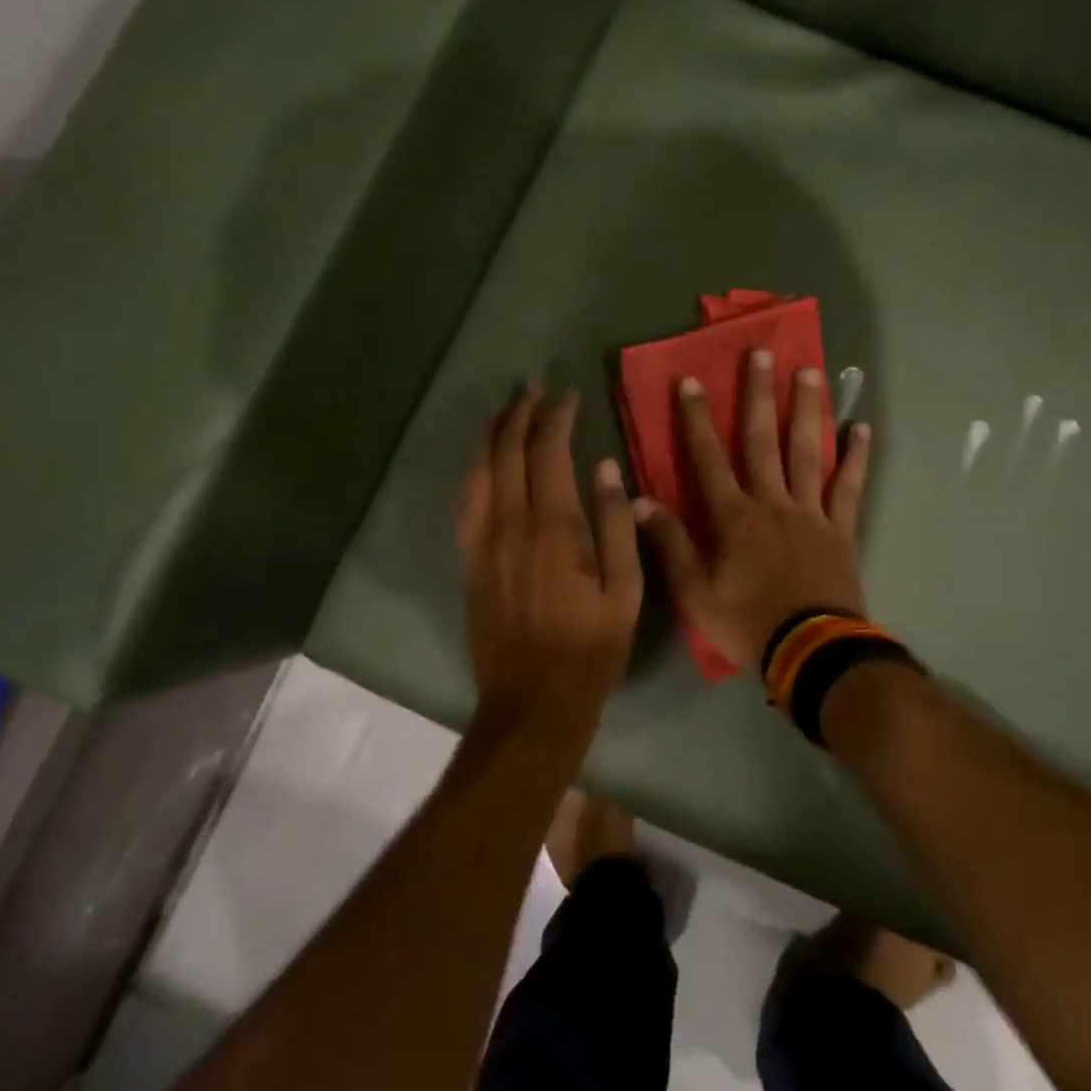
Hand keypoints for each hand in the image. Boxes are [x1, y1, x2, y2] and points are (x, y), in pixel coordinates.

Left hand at [456, 387, 643, 728]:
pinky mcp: (468, 562)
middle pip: (507, 452)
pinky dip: (474, 471)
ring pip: (479, 472)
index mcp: (553, 528)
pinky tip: (482, 462)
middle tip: (532, 387)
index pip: (549, 453)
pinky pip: (465, 502)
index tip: (569, 395)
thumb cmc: (591, 649)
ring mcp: (482, 543)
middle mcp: (510, 525)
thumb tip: (605, 468)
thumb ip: (617, 525)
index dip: (557, 417)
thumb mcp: (625, 591)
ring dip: (492, 435)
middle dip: (520, 413)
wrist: (532, 702)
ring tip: (505, 410)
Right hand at [634, 351, 871, 669]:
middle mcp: (772, 502)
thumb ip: (670, 544)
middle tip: (761, 353)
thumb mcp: (694, 593)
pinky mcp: (841, 529)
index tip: (691, 381)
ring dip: (807, 410)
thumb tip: (638, 501)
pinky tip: (861, 428)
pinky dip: (855, 458)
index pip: (709, 458)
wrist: (811, 651)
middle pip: (763, 440)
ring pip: (807, 452)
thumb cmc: (747, 623)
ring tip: (811, 372)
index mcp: (734, 517)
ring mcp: (811, 512)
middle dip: (759, 395)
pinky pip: (849, 487)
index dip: (697, 419)